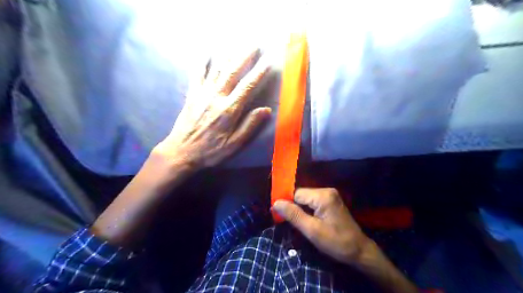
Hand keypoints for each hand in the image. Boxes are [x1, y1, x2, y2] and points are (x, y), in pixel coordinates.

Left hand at [154, 48, 271, 171]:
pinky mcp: (192, 95)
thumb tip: (266, 110)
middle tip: (254, 43)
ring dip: (228, 55)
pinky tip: (206, 53)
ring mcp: (202, 94)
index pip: (247, 86)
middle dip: (244, 56)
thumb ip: (250, 125)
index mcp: (229, 110)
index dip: (258, 72)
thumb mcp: (234, 144)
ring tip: (236, 43)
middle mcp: (216, 97)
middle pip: (232, 72)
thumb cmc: (210, 151)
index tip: (268, 60)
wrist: (181, 152)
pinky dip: (202, 63)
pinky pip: (197, 75)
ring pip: (217, 70)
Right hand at [274, 188, 371, 265]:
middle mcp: (326, 190)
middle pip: (301, 195)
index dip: (287, 204)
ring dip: (300, 210)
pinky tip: (308, 220)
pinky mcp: (331, 201)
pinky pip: (313, 202)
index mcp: (322, 196)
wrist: (359, 251)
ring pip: (306, 199)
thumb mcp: (311, 230)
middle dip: (294, 207)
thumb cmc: (335, 242)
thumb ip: (293, 215)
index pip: (296, 194)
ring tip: (299, 223)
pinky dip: (307, 210)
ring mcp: (330, 195)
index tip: (280, 217)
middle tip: (290, 223)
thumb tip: (275, 203)